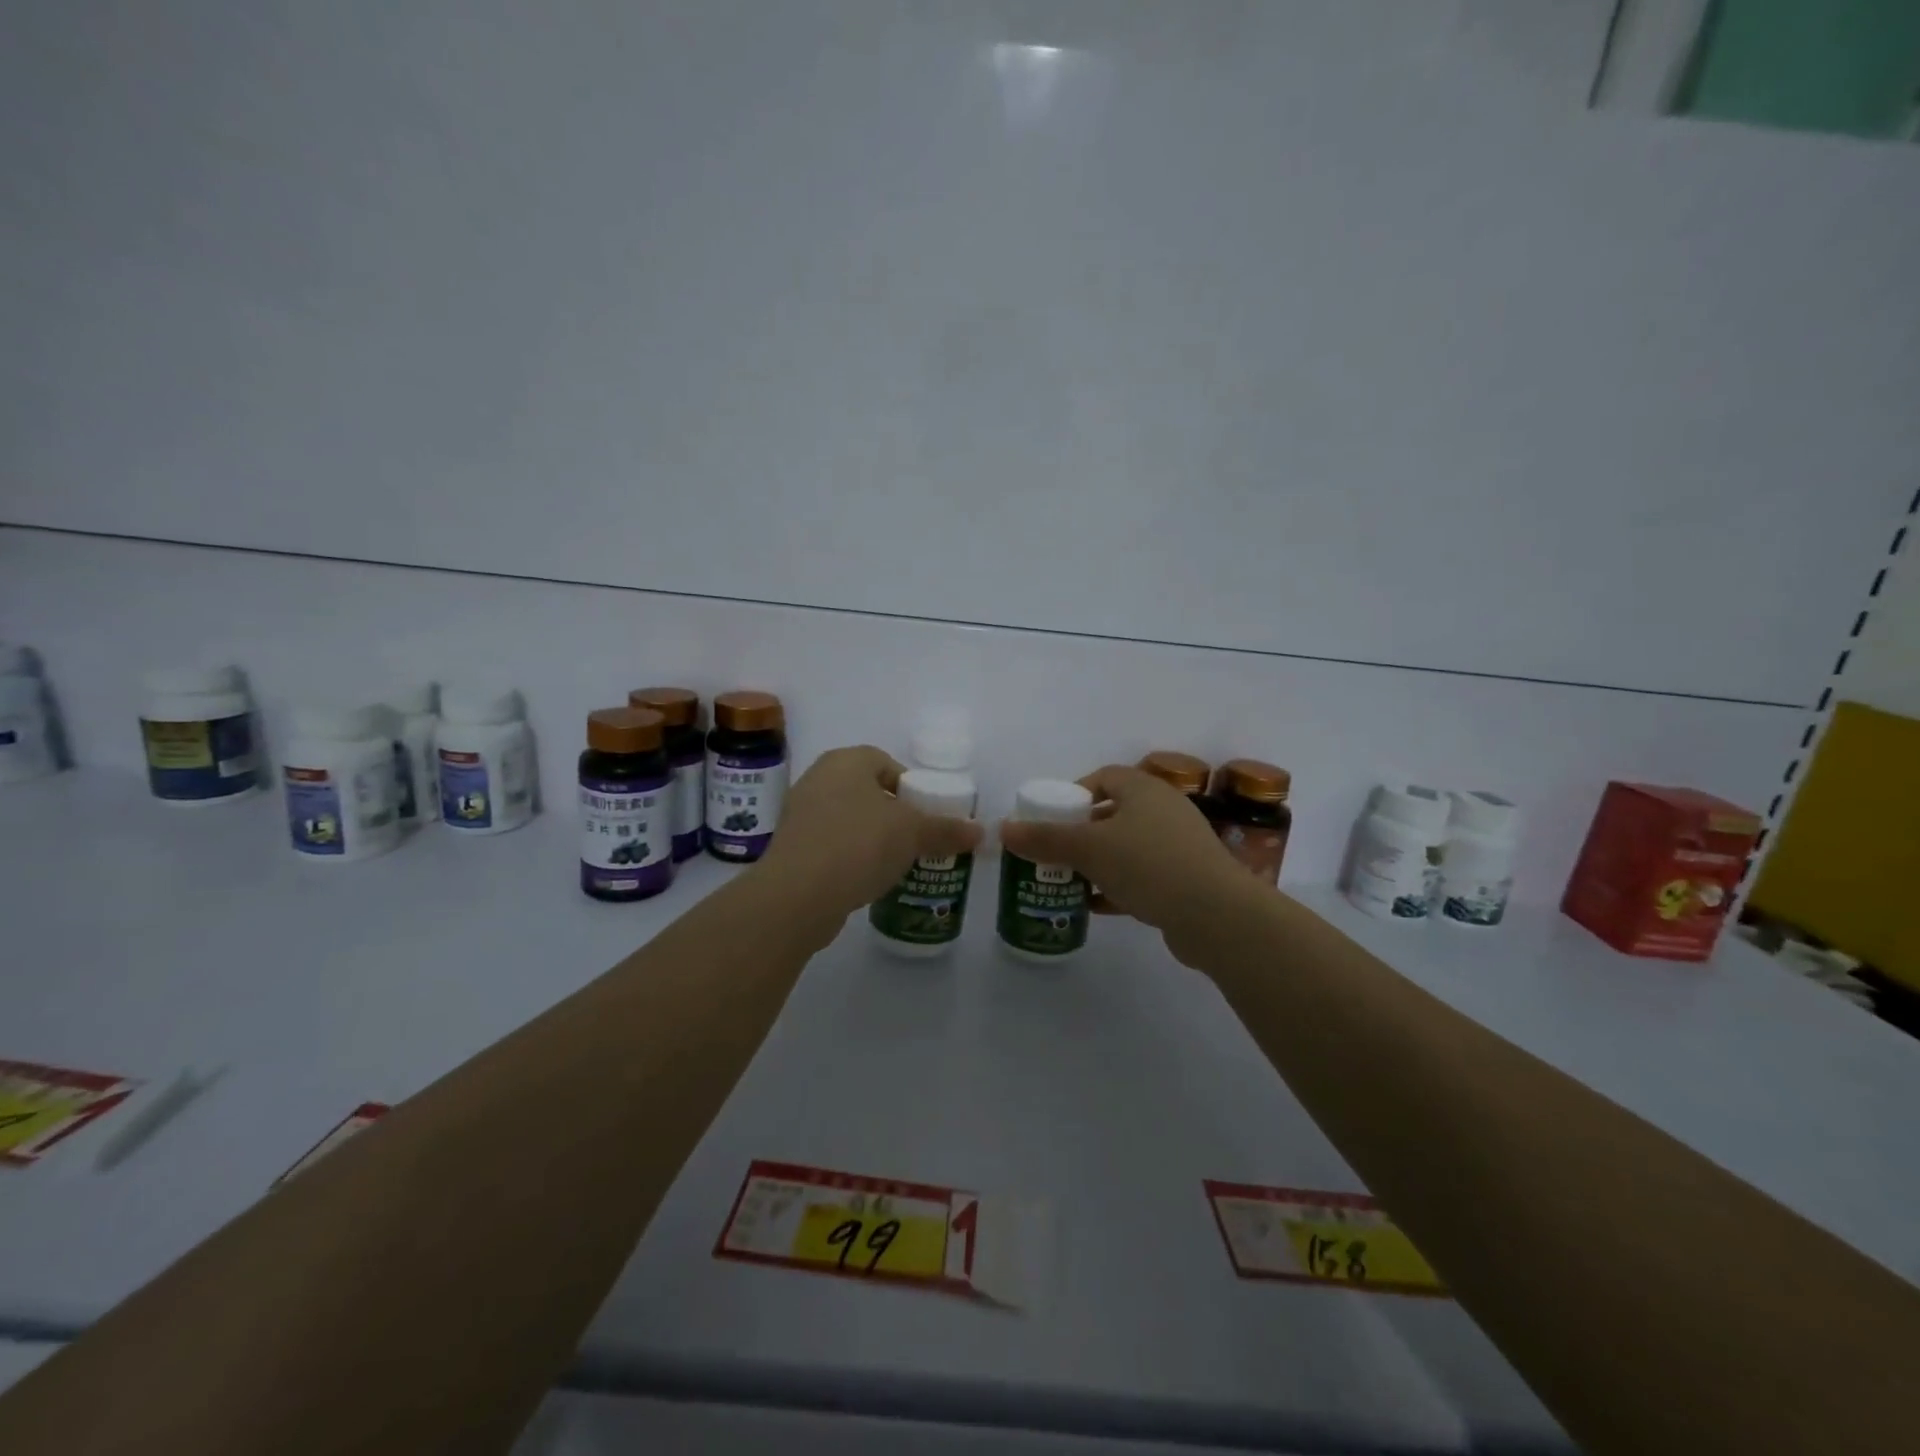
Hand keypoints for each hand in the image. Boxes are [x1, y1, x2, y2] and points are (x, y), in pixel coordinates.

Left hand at [757, 745, 983, 924]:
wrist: (797, 895)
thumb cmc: (859, 845)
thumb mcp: (913, 834)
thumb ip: (946, 829)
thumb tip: (979, 831)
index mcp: (846, 761)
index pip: (885, 762)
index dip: (910, 787)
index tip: (926, 815)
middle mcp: (818, 779)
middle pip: (867, 791)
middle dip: (893, 815)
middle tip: (916, 840)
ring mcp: (800, 814)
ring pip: (849, 819)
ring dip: (872, 838)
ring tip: (895, 863)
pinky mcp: (792, 848)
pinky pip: (831, 845)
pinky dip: (850, 857)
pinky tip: (866, 879)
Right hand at [999, 765, 1264, 966]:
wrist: (1217, 916)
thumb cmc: (1149, 865)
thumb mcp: (1089, 848)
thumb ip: (1045, 838)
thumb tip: (1003, 828)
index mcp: (1144, 789)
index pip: (1102, 777)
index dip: (1073, 794)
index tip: (1049, 818)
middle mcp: (1164, 809)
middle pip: (1112, 813)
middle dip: (1080, 833)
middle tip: (1052, 853)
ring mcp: (1178, 845)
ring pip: (1126, 847)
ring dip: (1096, 863)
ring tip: (1066, 881)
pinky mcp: (1185, 879)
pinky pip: (1141, 876)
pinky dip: (1116, 886)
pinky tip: (1093, 906)